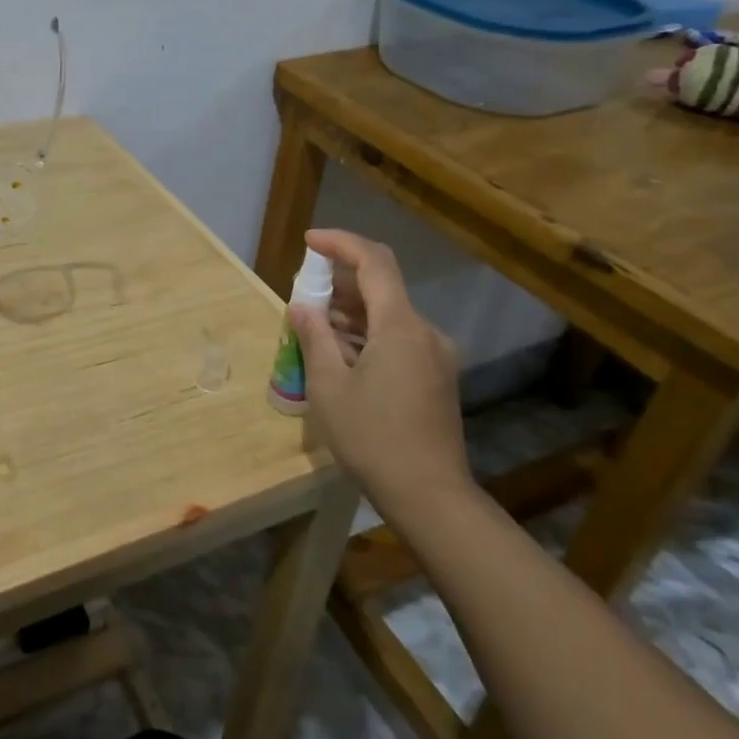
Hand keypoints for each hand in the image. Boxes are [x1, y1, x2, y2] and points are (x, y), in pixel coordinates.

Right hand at [289, 228, 472, 519]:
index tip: (309, 242)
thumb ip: (314, 337)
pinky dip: (367, 335)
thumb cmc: (373, 438)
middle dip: (339, 283)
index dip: (340, 243)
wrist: (430, 496)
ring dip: (351, 313)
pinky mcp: (436, 377)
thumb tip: (302, 306)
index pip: (374, 261)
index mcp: (401, 326)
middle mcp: (425, 332)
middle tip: (302, 295)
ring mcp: (435, 356)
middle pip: (381, 288)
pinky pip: (398, 339)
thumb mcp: (329, 386)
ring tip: (313, 326)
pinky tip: (340, 354)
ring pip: (389, 316)